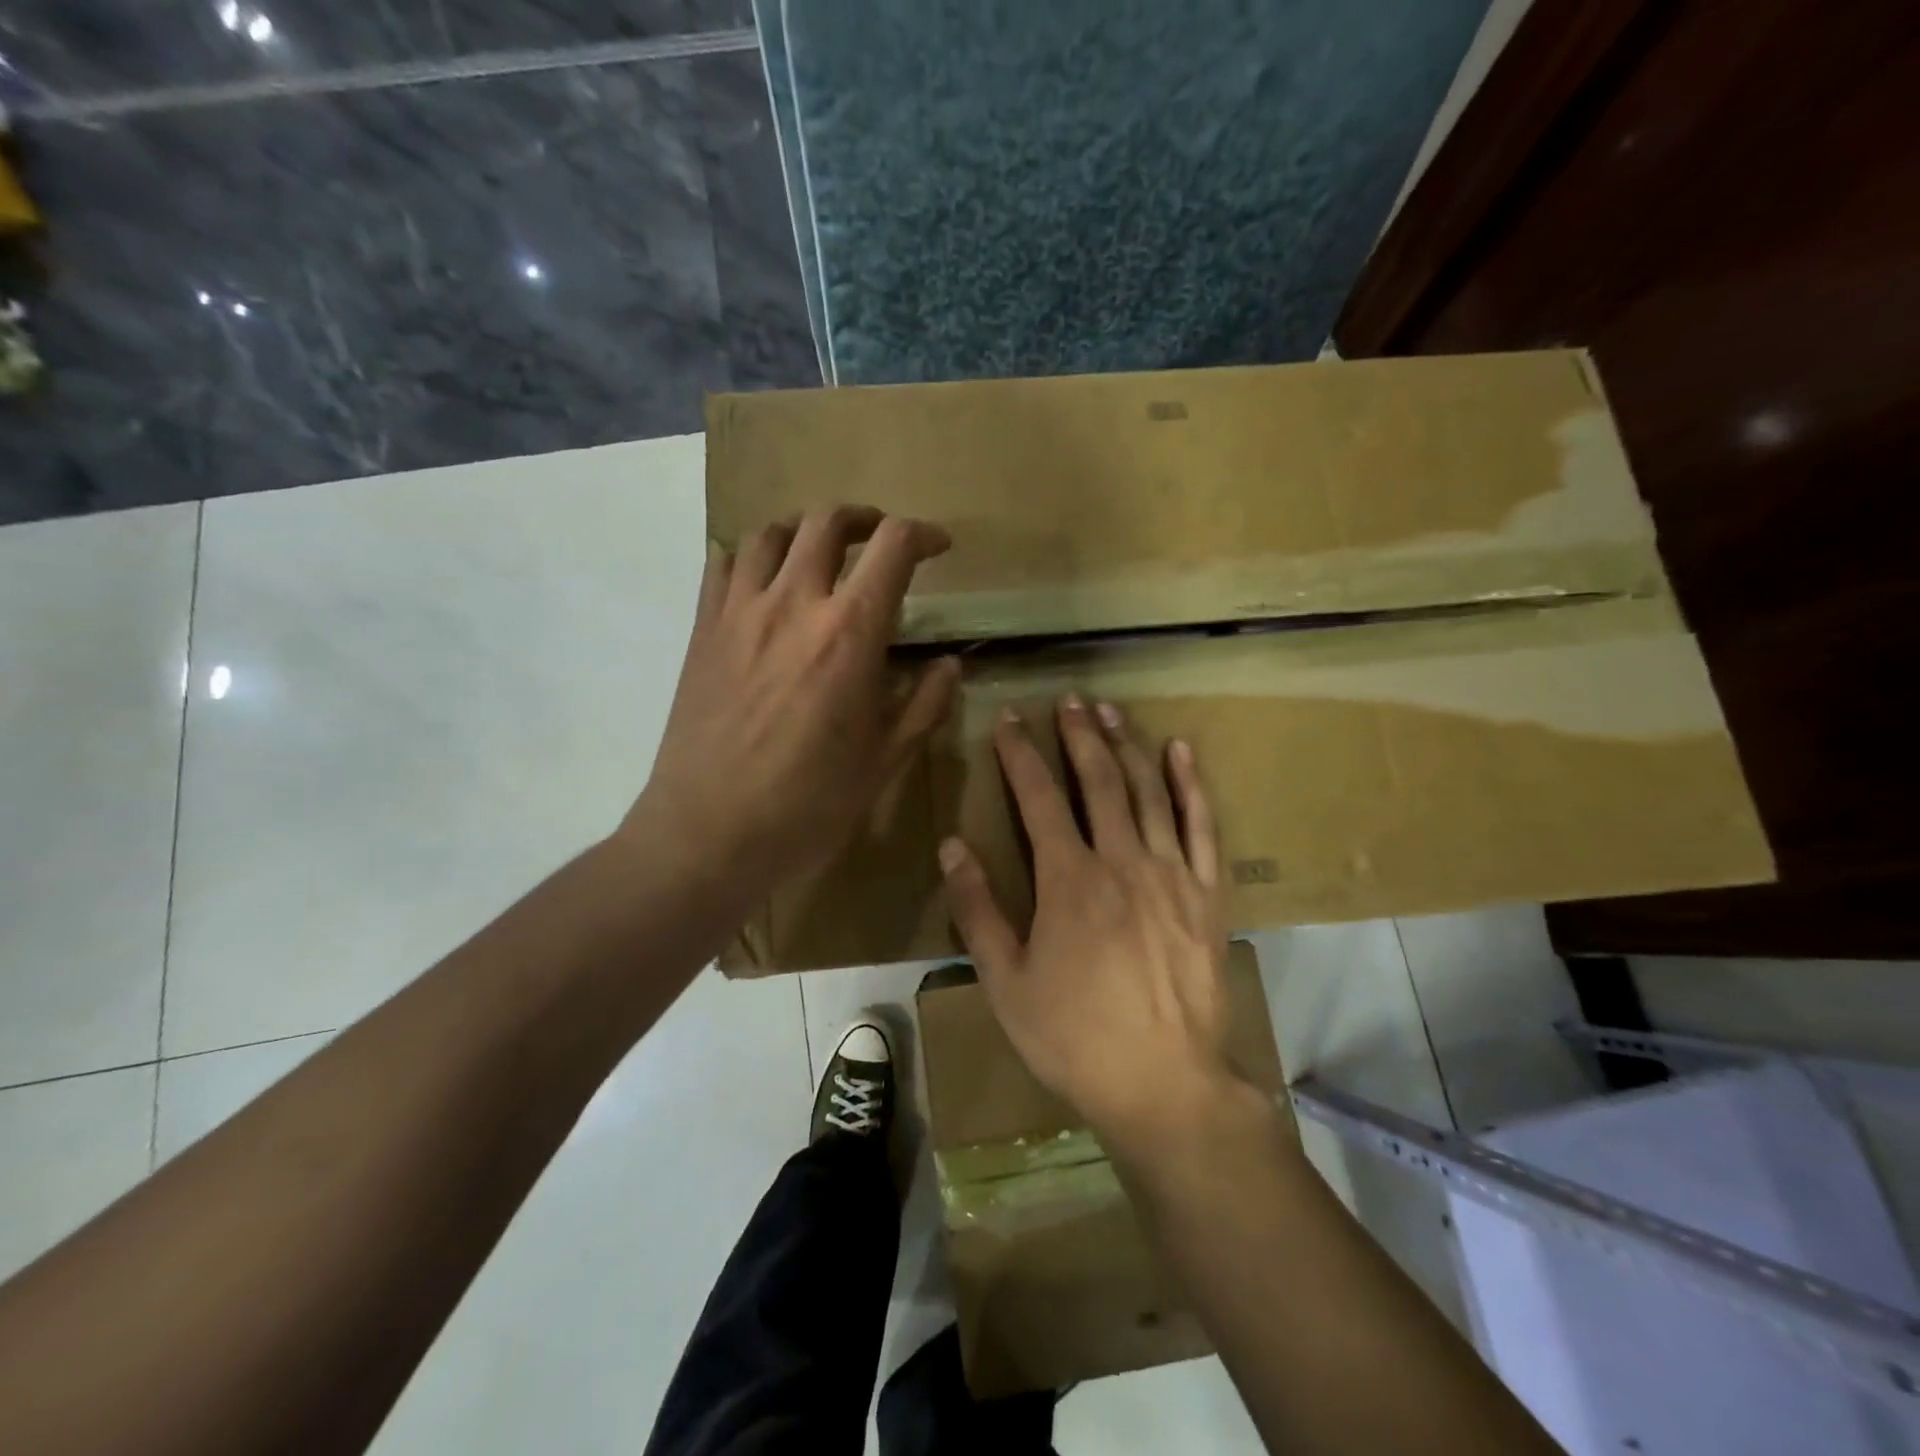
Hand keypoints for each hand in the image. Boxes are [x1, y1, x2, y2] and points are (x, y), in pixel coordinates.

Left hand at [629, 507, 959, 902]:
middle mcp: (793, 603)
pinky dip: (748, 556)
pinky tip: (761, 582)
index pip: (893, 547)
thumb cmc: (808, 804)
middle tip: (879, 540)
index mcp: (849, 633)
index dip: (923, 534)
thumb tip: (948, 666)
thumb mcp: (884, 761)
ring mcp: (739, 612)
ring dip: (804, 531)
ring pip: (769, 533)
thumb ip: (923, 705)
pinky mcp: (702, 631)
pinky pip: (721, 565)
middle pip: (827, 522)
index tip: (938, 548)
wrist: (709, 834)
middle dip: (863, 520)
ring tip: (819, 553)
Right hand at [939, 694, 1240, 1148]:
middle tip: (1068, 700)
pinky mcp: (1208, 893)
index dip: (1021, 755)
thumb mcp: (1006, 982)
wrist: (1165, 1084)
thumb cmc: (1075, 1037)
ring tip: (1111, 711)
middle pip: (1098, 781)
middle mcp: (1121, 861)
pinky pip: (1203, 826)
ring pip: (1148, 792)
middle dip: (1078, 736)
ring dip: (1127, 746)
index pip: (1039, 799)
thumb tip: (952, 846)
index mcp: (1069, 881)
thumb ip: (977, 910)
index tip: (1010, 719)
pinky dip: (1191, 785)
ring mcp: (1171, 874)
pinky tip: (1181, 752)